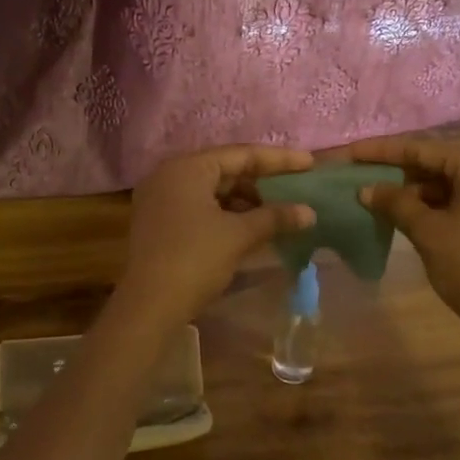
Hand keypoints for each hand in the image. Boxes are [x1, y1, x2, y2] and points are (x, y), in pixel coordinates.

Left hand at [117, 145, 316, 326]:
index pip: (241, 155)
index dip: (279, 160)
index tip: (309, 164)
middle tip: (296, 189)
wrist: (149, 305)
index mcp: (187, 167)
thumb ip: (274, 217)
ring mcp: (161, 199)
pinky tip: (252, 227)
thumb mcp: (238, 235)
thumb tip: (309, 212)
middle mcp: (170, 175)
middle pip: (225, 170)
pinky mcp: (160, 222)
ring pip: (212, 191)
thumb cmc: (195, 259)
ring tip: (279, 213)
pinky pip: (200, 207)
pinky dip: (226, 214)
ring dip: (245, 201)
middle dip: (261, 182)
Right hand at [350, 136, 459, 345]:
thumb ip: (394, 203)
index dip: (382, 152)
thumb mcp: (426, 230)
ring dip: (420, 191)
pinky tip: (413, 215)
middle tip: (364, 177)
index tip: (351, 153)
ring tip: (383, 200)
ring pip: (455, 183)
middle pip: (441, 164)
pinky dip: (441, 205)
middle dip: (401, 173)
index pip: (423, 150)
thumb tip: (365, 189)